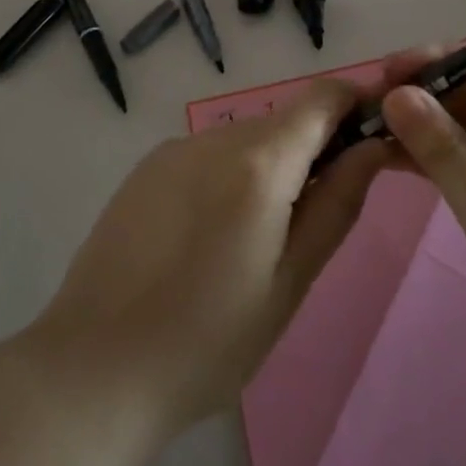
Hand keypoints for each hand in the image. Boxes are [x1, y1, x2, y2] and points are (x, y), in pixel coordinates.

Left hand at [32, 75, 391, 434]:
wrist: (93, 368)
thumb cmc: (208, 342)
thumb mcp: (290, 282)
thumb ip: (338, 204)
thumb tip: (373, 147)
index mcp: (259, 163)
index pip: (322, 97)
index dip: (355, 104)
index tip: (373, 137)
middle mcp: (216, 137)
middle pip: (284, 120)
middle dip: (312, 149)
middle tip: (315, 216)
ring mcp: (175, 148)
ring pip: (245, 138)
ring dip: (269, 166)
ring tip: (255, 239)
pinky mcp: (146, 166)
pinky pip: (208, 154)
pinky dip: (229, 175)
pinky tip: (209, 237)